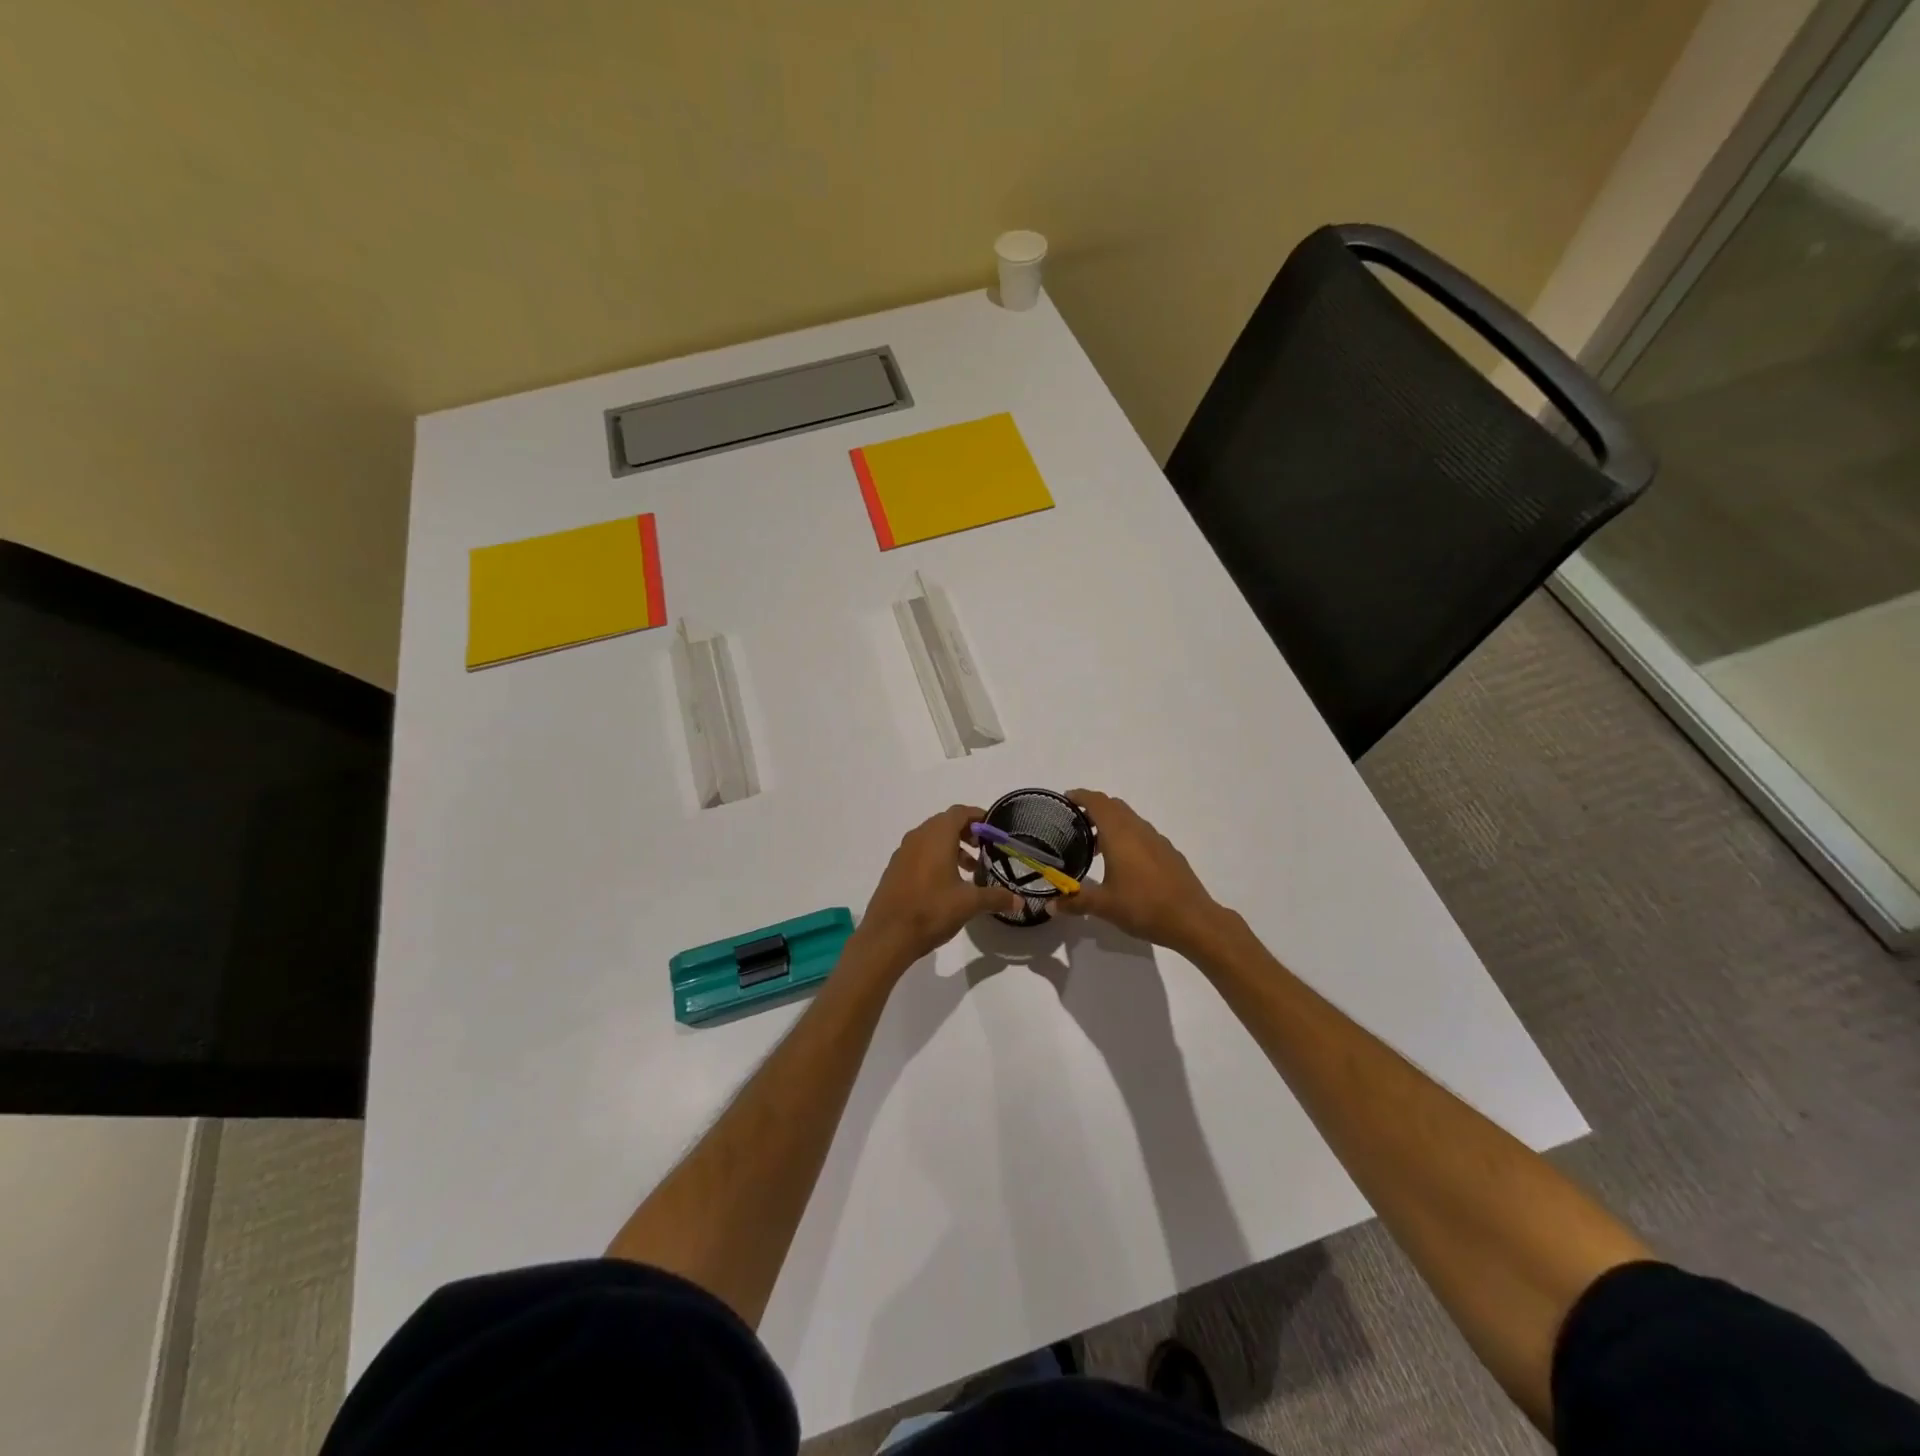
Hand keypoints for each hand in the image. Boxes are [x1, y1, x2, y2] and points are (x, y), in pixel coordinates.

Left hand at [855, 805, 1022, 969]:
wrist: (887, 936)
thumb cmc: (931, 910)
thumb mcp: (969, 904)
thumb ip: (996, 898)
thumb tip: (1020, 902)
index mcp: (936, 837)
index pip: (959, 812)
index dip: (978, 816)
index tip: (993, 829)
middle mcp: (917, 837)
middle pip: (944, 823)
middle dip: (966, 832)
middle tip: (984, 849)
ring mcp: (903, 853)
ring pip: (931, 839)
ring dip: (951, 847)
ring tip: (969, 869)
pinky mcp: (894, 869)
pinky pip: (919, 853)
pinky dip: (935, 858)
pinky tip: (946, 884)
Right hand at [1051, 789, 1232, 955]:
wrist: (1192, 920)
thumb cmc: (1143, 906)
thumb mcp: (1104, 906)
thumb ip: (1075, 901)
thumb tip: (1051, 906)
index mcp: (1119, 834)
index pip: (1097, 802)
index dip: (1080, 796)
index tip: (1066, 799)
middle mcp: (1138, 830)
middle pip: (1114, 806)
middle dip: (1094, 809)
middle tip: (1076, 824)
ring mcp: (1157, 840)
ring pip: (1130, 820)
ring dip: (1111, 824)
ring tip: (1096, 847)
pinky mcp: (1169, 853)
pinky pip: (1143, 834)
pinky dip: (1127, 837)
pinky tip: (1124, 864)